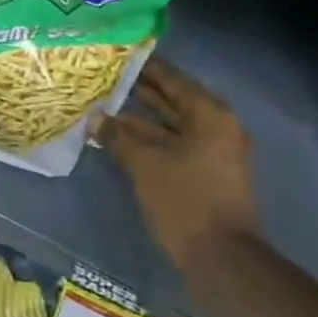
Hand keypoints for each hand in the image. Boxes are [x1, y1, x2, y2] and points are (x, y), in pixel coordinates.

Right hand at [99, 58, 257, 265]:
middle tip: (105, 79)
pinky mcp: (207, 175)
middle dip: (140, 92)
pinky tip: (120, 139)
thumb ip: (118, 136)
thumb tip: (95, 117)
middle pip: (174, 100)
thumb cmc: (185, 201)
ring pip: (172, 125)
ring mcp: (215, 153)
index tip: (116, 56)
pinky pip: (175, 145)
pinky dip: (151, 140)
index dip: (143, 67)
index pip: (172, 78)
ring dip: (141, 119)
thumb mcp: (144, 164)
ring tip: (105, 107)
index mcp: (209, 115)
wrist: (222, 260)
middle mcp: (217, 127)